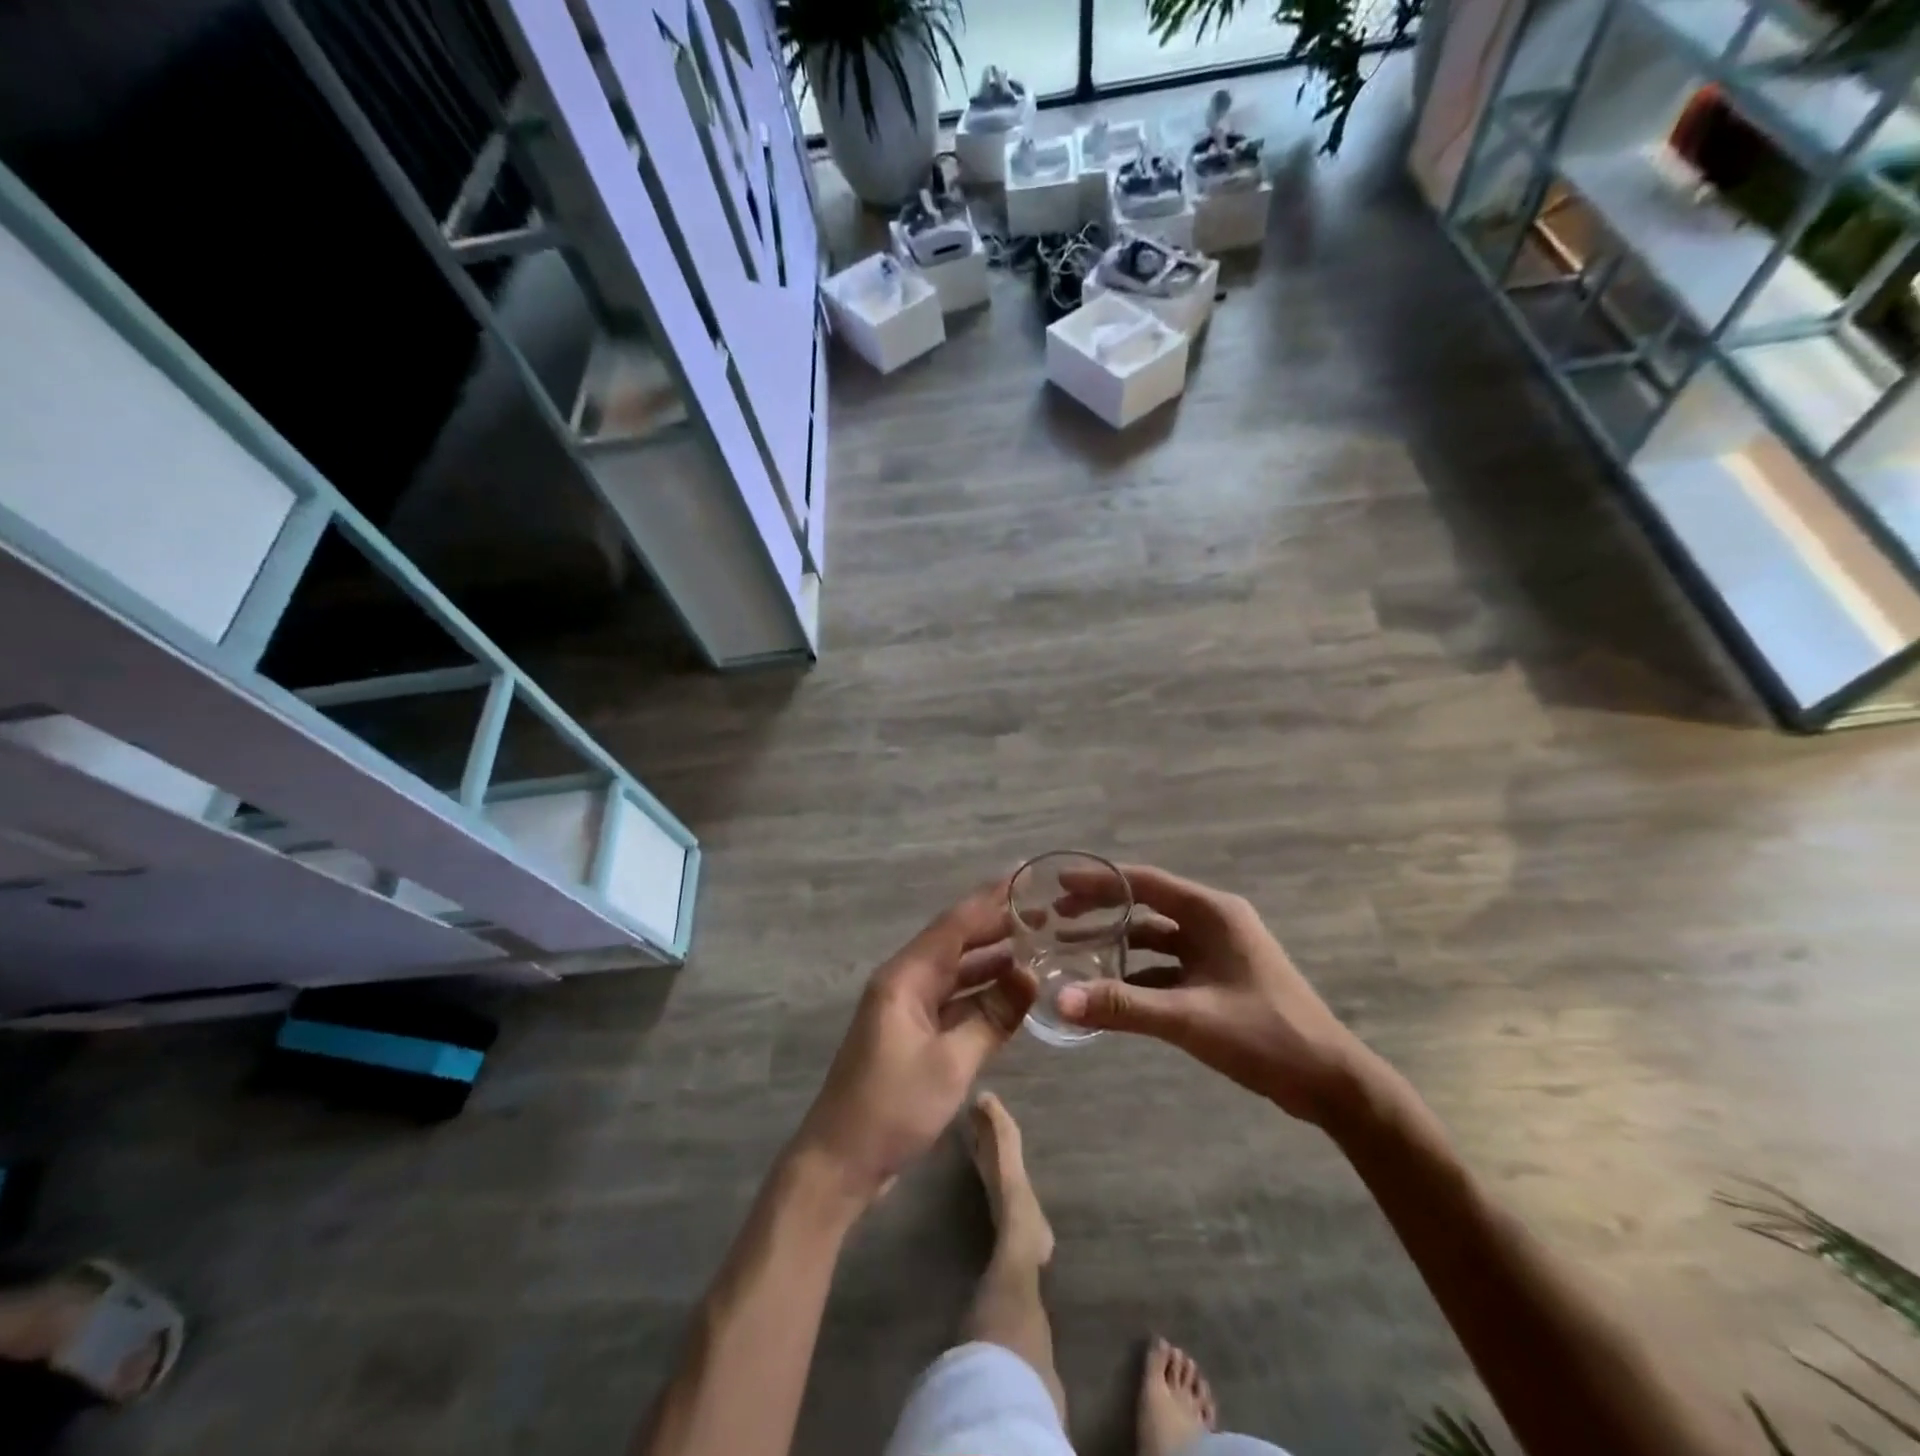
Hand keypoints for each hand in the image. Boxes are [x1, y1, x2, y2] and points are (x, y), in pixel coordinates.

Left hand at [789, 880, 1037, 1209]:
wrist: (840, 1163)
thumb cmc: (892, 1107)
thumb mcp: (951, 1063)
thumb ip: (993, 1016)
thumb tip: (1030, 976)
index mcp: (905, 978)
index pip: (954, 925)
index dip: (990, 900)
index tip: (1024, 877)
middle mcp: (904, 982)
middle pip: (954, 942)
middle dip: (995, 926)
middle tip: (1043, 913)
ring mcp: (906, 1009)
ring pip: (955, 972)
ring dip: (991, 960)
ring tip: (1036, 946)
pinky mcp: (911, 1035)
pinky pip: (952, 1000)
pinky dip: (980, 993)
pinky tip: (1010, 992)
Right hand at [1054, 864, 1368, 1124]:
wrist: (1330, 1082)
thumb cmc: (1265, 1035)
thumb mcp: (1190, 1019)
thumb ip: (1123, 1007)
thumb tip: (1060, 1000)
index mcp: (1213, 914)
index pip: (1146, 883)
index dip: (1100, 881)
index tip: (1059, 883)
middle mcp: (1214, 922)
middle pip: (1147, 905)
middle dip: (1103, 909)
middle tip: (1057, 916)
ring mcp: (1218, 951)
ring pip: (1156, 937)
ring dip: (1119, 942)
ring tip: (1075, 949)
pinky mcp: (1219, 979)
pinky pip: (1168, 966)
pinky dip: (1138, 973)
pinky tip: (1110, 989)